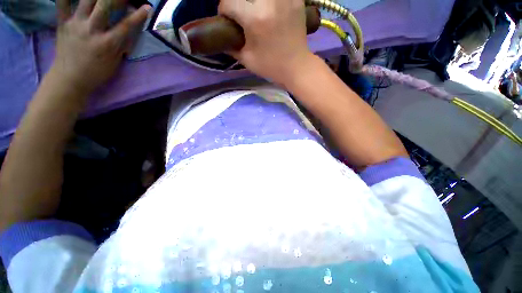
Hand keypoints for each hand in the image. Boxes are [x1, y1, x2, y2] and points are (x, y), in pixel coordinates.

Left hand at [52, 0, 150, 92]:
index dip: (138, 15)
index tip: (147, 7)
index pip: (126, 25)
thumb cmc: (96, 72)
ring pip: (86, 0)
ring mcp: (75, 24)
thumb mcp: (114, 62)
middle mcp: (91, 30)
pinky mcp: (63, 23)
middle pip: (104, 5)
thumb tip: (127, 32)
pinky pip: (62, 4)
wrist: (69, 78)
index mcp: (107, 43)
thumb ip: (120, 45)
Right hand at [219, 0, 314, 84]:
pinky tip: (270, 8)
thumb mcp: (247, 60)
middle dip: (238, 2)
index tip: (227, 19)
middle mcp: (269, 2)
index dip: (223, 10)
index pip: (229, 2)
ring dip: (254, 1)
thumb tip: (223, 39)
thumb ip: (232, 47)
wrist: (296, 67)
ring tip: (255, 9)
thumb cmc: (271, 66)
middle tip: (241, 13)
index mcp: (254, 19)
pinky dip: (272, 2)